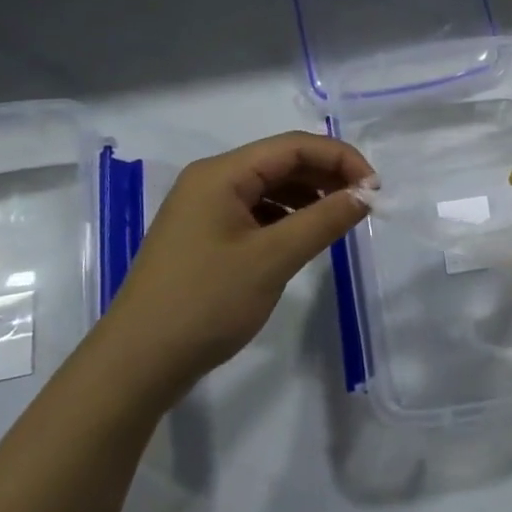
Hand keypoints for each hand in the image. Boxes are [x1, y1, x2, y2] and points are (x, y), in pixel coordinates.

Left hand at [90, 131, 374, 401]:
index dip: (340, 159)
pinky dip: (287, 217)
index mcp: (222, 174)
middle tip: (363, 204)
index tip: (375, 189)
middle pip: (281, 162)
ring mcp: (204, 209)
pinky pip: (255, 211)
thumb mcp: (273, 259)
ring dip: (309, 196)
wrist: (136, 365)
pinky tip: (304, 237)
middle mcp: (211, 181)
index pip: (294, 146)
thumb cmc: (205, 303)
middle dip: (326, 176)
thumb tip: (366, 195)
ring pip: (269, 187)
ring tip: (340, 220)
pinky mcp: (204, 237)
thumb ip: (324, 220)